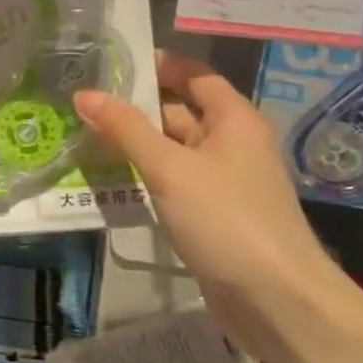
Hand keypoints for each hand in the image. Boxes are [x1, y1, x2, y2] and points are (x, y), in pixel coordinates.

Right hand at [73, 52, 343, 346]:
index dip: (159, 64)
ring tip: (85, 133)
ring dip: (137, 143)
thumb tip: (85, 94)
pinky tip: (111, 177)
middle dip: (137, 106)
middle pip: (181, 111)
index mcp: (234, 119)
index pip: (195, 74)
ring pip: (174, 150)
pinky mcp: (214, 215)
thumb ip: (126, 129)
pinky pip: (175, 182)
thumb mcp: (170, 168)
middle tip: (84, 99)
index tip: (113, 60)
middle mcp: (233, 143)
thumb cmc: (227, 219)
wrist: (277, 302)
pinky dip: (147, 175)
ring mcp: (224, 181)